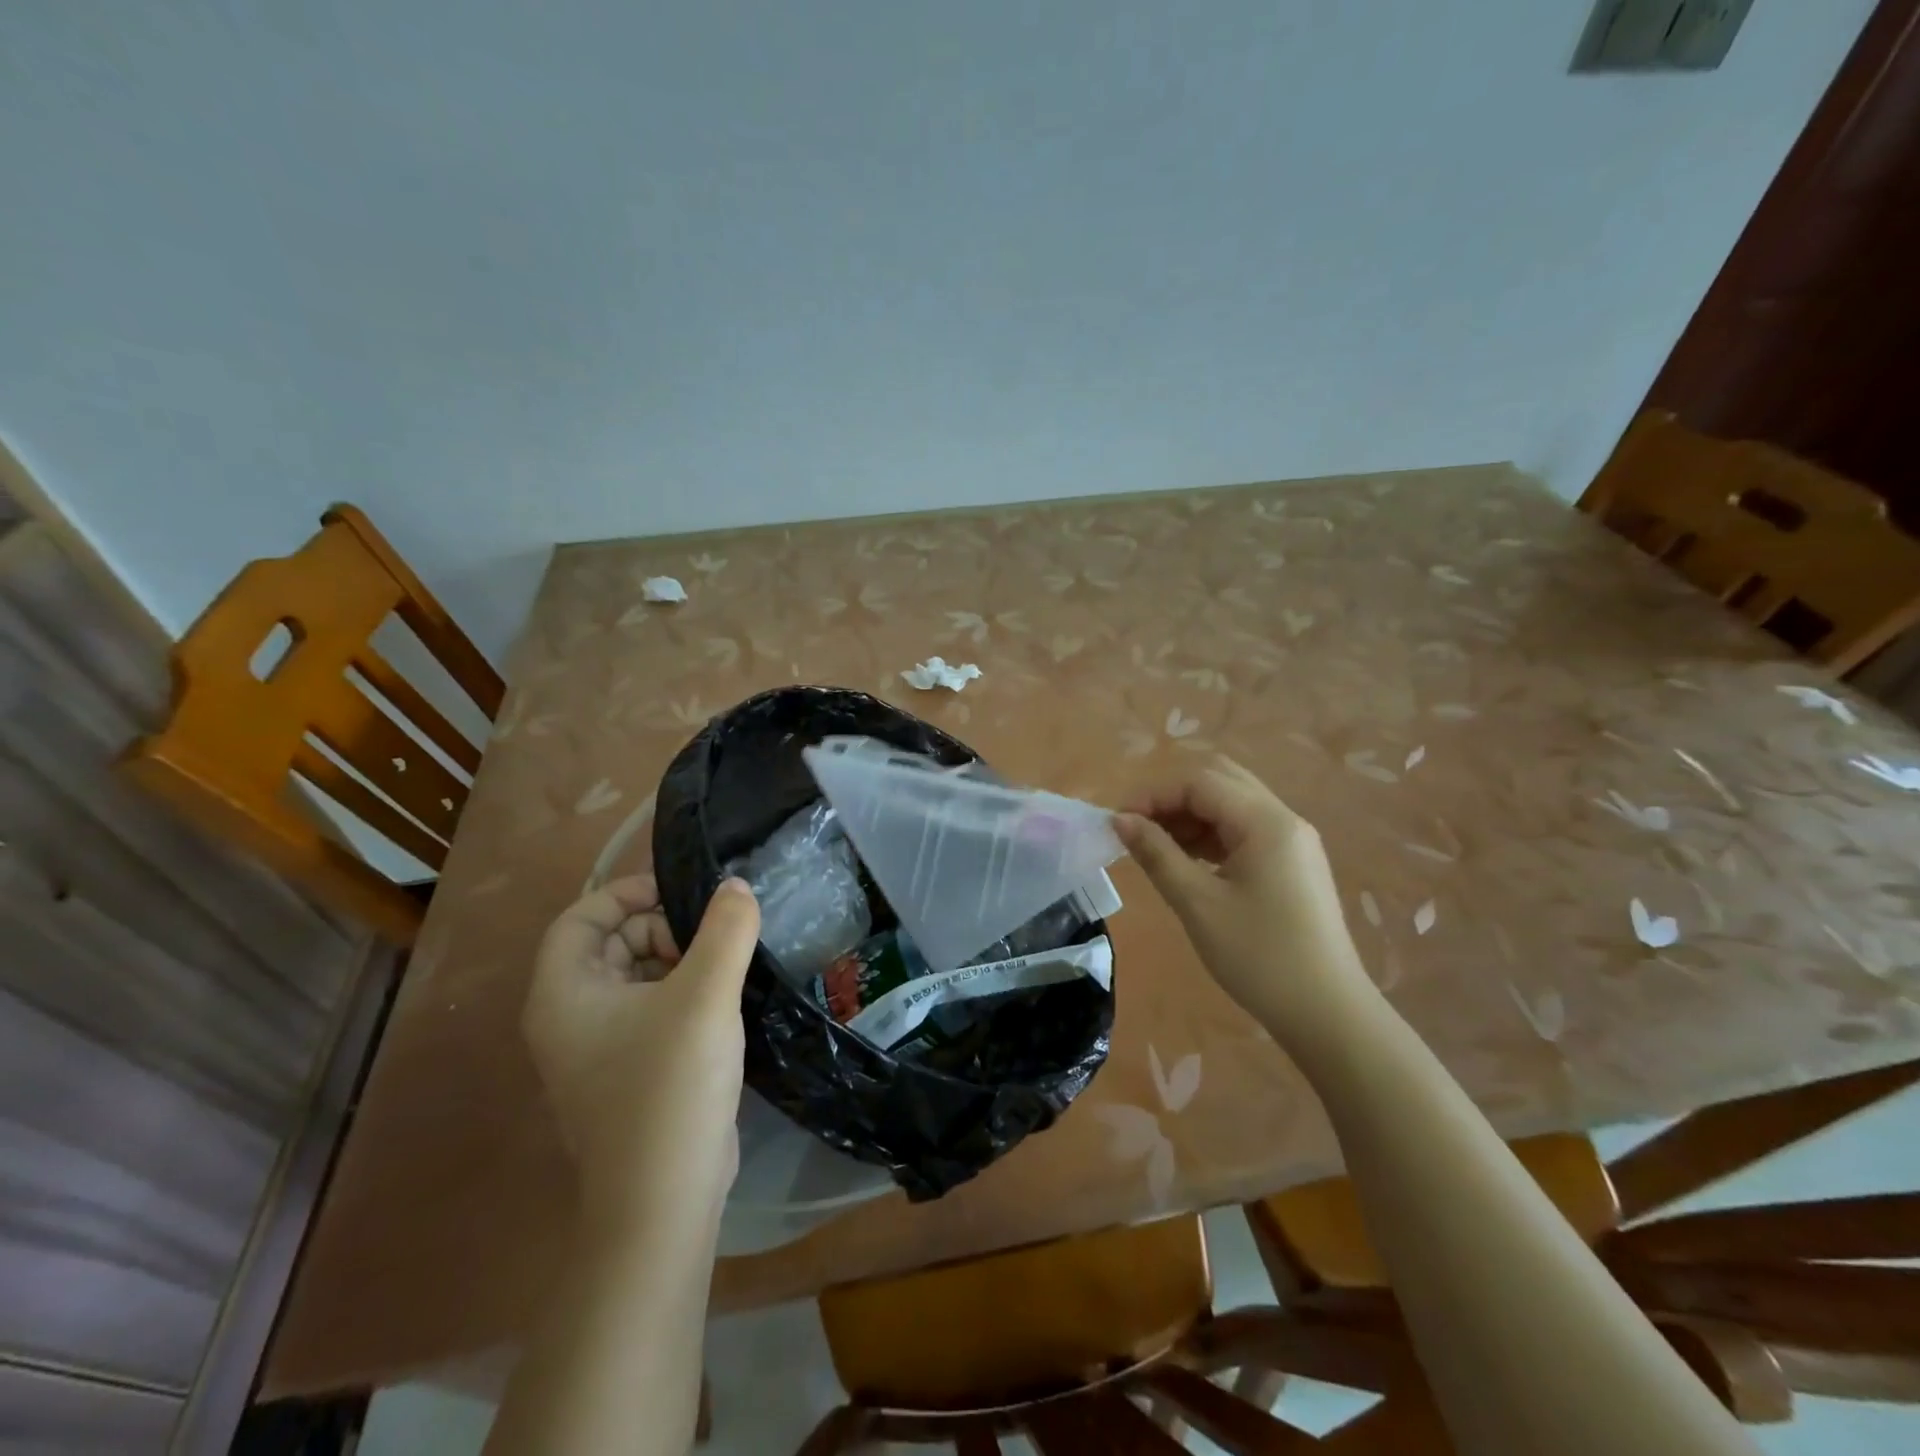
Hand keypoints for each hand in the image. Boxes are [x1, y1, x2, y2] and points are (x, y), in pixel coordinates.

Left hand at [524, 874, 760, 1234]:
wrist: (665, 1199)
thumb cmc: (671, 1085)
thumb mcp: (705, 994)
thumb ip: (726, 929)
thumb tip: (736, 886)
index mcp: (564, 993)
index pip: (580, 917)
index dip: (627, 894)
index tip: (679, 892)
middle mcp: (568, 1018)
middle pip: (608, 944)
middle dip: (660, 928)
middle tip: (711, 936)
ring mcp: (596, 1050)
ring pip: (633, 977)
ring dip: (676, 960)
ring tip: (723, 967)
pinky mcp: (626, 1072)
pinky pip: (648, 1010)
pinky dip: (680, 992)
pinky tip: (720, 1001)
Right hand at [1114, 757, 1377, 1042]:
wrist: (1328, 1014)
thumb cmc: (1259, 956)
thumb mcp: (1198, 903)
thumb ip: (1157, 854)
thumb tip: (1121, 820)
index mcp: (1266, 822)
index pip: (1200, 782)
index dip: (1155, 795)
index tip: (1119, 823)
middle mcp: (1284, 820)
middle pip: (1220, 782)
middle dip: (1174, 799)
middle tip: (1140, 830)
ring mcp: (1293, 842)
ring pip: (1233, 805)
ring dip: (1192, 817)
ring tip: (1158, 850)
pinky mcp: (1293, 864)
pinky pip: (1246, 831)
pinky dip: (1212, 836)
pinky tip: (1189, 863)